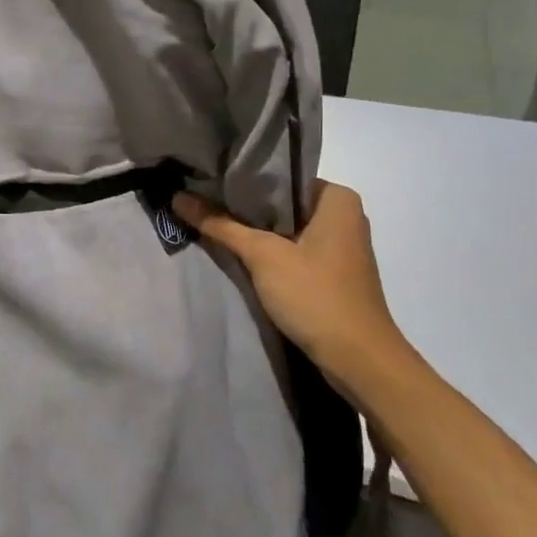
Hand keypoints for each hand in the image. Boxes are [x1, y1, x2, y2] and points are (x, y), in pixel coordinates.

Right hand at [172, 182, 409, 388]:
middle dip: (244, 206)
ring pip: (286, 227)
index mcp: (337, 198)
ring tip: (212, 222)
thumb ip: (220, 224)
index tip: (206, 181)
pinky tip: (239, 253)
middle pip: (281, 202)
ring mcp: (340, 246)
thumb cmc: (315, 295)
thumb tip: (177, 197)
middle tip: (201, 200)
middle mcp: (343, 215)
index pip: (281, 176)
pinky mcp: (332, 272)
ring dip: (254, 230)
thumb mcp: (262, 255)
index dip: (242, 179)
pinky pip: (294, 249)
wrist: (359, 360)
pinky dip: (269, 250)